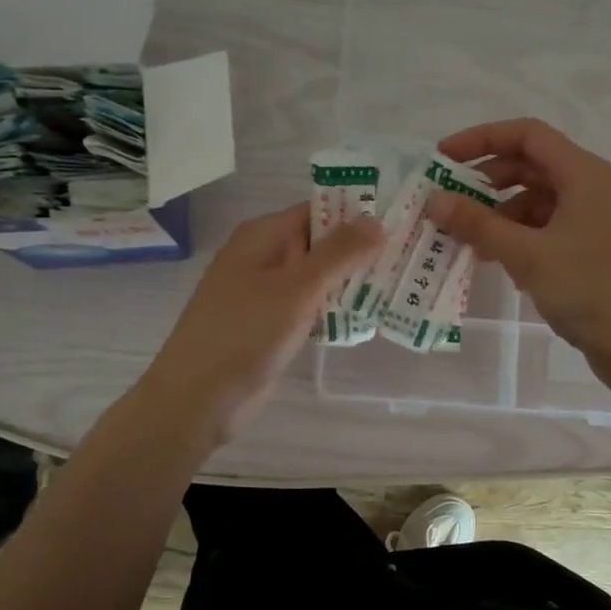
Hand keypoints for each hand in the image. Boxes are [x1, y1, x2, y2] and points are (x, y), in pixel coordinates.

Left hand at [137, 203, 382, 444]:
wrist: (199, 398)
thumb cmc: (245, 334)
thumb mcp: (297, 288)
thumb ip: (339, 253)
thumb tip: (377, 220)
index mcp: (262, 236)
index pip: (317, 211)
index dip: (357, 215)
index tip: (401, 224)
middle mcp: (263, 258)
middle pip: (320, 243)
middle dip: (360, 251)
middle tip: (411, 258)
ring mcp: (266, 293)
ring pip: (317, 278)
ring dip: (351, 282)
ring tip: (400, 285)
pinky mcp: (271, 326)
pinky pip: (310, 307)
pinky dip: (335, 309)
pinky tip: (368, 318)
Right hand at [427, 118, 610, 371]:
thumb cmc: (588, 289)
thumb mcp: (527, 255)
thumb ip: (478, 224)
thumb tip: (434, 200)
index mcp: (585, 174)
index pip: (527, 135)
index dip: (481, 138)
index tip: (443, 157)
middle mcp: (593, 187)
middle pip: (530, 166)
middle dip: (486, 181)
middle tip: (449, 202)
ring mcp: (595, 218)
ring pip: (537, 200)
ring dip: (499, 214)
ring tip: (468, 241)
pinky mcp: (592, 246)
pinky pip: (547, 227)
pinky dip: (519, 236)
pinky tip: (498, 261)